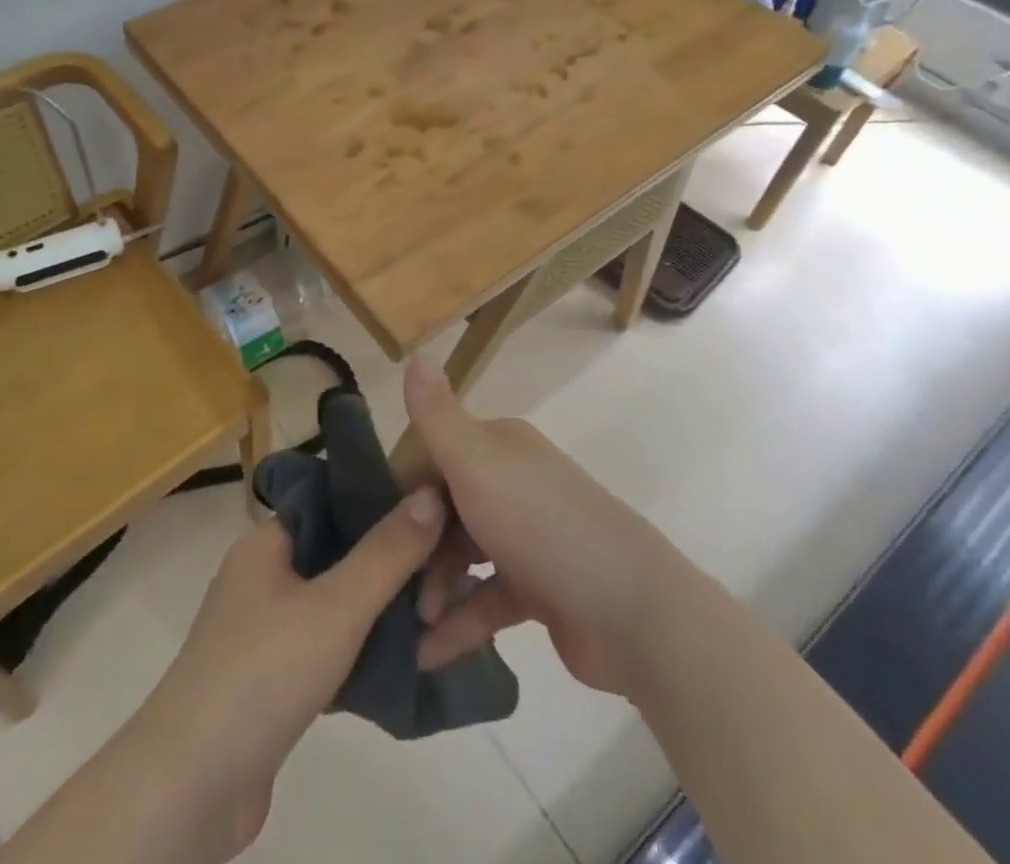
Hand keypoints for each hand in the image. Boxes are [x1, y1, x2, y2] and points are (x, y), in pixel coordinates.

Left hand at [123, 486, 446, 860]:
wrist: (193, 785)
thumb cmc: (264, 673)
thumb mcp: (336, 607)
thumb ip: (386, 553)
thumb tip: (429, 493)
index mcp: (264, 544)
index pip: (327, 505)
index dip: (376, 506)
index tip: (428, 517)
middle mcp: (258, 578)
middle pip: (332, 556)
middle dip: (383, 566)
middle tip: (441, 574)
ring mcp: (259, 632)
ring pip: (329, 607)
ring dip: (373, 615)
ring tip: (430, 618)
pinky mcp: (266, 682)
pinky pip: (320, 650)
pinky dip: (354, 655)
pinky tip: (396, 666)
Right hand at [403, 357, 661, 698]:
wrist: (633, 611)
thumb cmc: (542, 524)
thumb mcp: (475, 462)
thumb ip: (436, 415)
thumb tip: (414, 355)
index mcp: (498, 447)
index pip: (433, 455)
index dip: (403, 489)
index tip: (375, 526)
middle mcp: (512, 483)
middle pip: (445, 508)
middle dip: (415, 545)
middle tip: (388, 582)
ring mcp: (528, 537)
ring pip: (463, 555)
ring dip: (434, 587)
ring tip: (410, 623)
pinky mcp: (540, 589)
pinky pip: (486, 600)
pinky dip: (460, 623)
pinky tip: (429, 653)